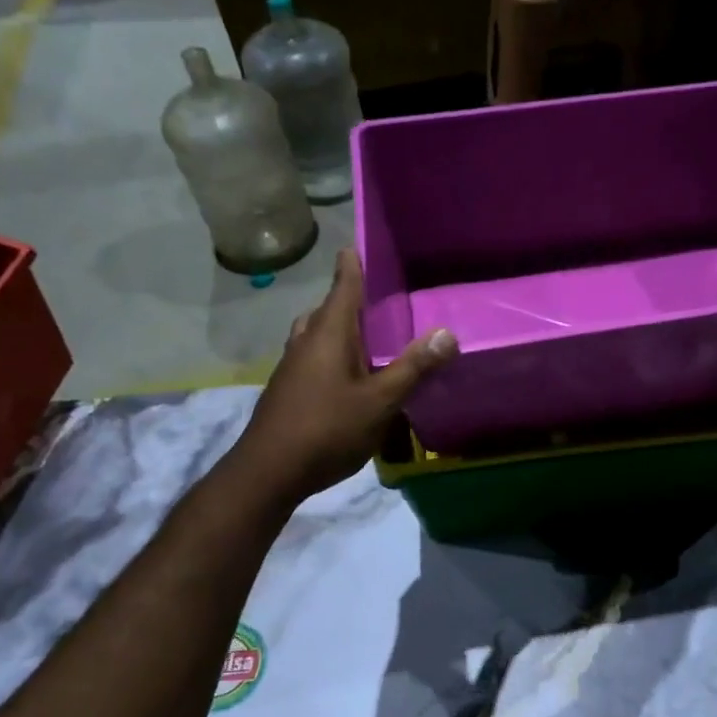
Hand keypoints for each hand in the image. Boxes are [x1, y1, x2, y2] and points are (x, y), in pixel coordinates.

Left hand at [235, 248, 456, 502]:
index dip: (352, 264)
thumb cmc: (327, 429)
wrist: (269, 471)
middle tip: (376, 298)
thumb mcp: (380, 401)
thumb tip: (447, 334)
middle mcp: (306, 342)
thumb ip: (413, 368)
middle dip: (347, 299)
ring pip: (316, 335)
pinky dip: (331, 354)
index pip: (343, 287)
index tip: (358, 244)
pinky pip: (312, 357)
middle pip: (327, 310)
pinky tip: (349, 377)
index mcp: (329, 334)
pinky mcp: (288, 390)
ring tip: (365, 336)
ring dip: (337, 328)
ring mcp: (292, 367)